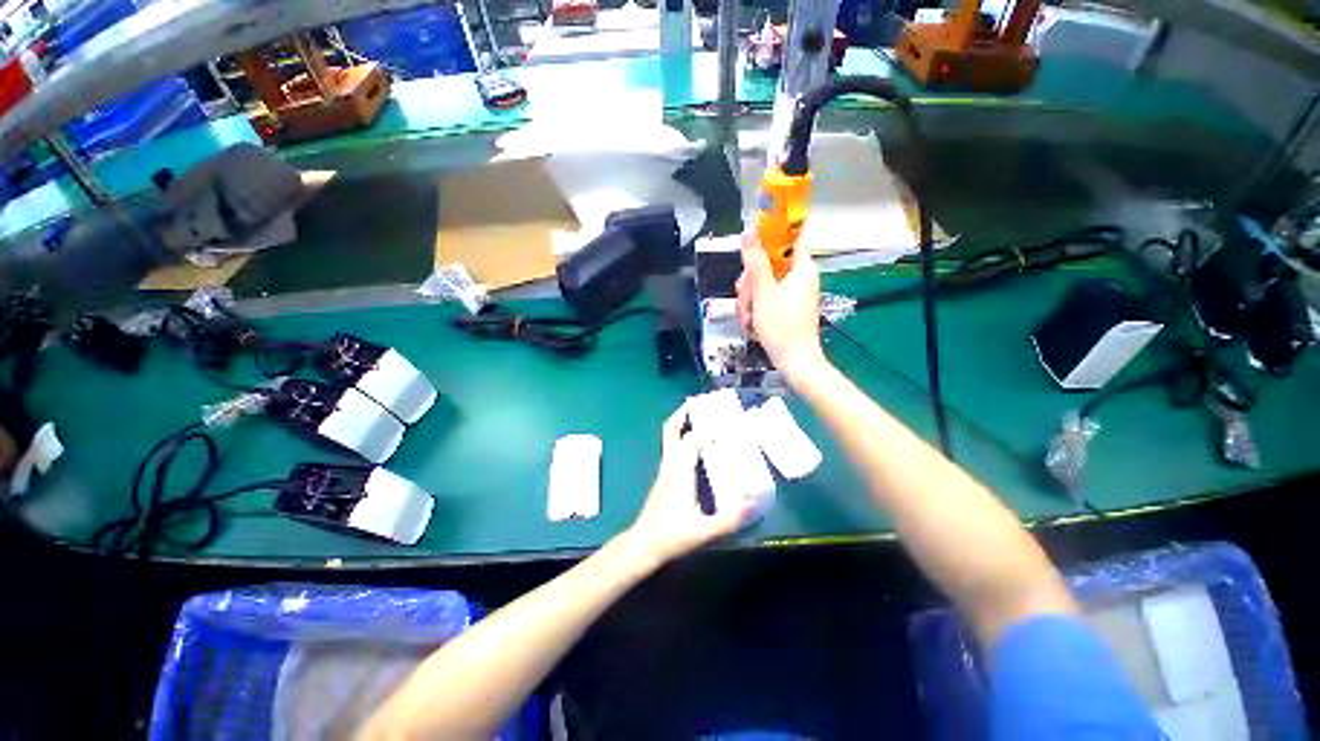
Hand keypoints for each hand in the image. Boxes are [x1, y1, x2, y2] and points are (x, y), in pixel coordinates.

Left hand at [624, 402, 750, 567]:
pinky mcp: (665, 475)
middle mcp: (670, 464)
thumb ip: (730, 520)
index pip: (692, 440)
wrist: (644, 544)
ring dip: (683, 423)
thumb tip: (755, 503)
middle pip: (672, 430)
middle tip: (702, 403)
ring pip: (670, 437)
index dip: (708, 429)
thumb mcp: (703, 531)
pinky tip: (697, 444)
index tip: (727, 422)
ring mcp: (665, 469)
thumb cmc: (671, 536)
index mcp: (679, 471)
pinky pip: (673, 447)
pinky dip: (683, 437)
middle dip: (685, 413)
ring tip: (701, 416)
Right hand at [735, 231, 827, 384]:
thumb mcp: (763, 292)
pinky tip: (752, 323)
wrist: (795, 361)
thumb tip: (749, 231)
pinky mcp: (786, 308)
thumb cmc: (782, 327)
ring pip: (763, 283)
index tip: (753, 242)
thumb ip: (755, 261)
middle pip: (769, 263)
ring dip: (749, 299)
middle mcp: (799, 277)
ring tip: (748, 317)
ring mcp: (793, 293)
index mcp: (801, 267)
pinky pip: (766, 298)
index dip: (772, 232)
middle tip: (746, 296)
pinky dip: (755, 309)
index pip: (791, 236)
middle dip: (750, 280)